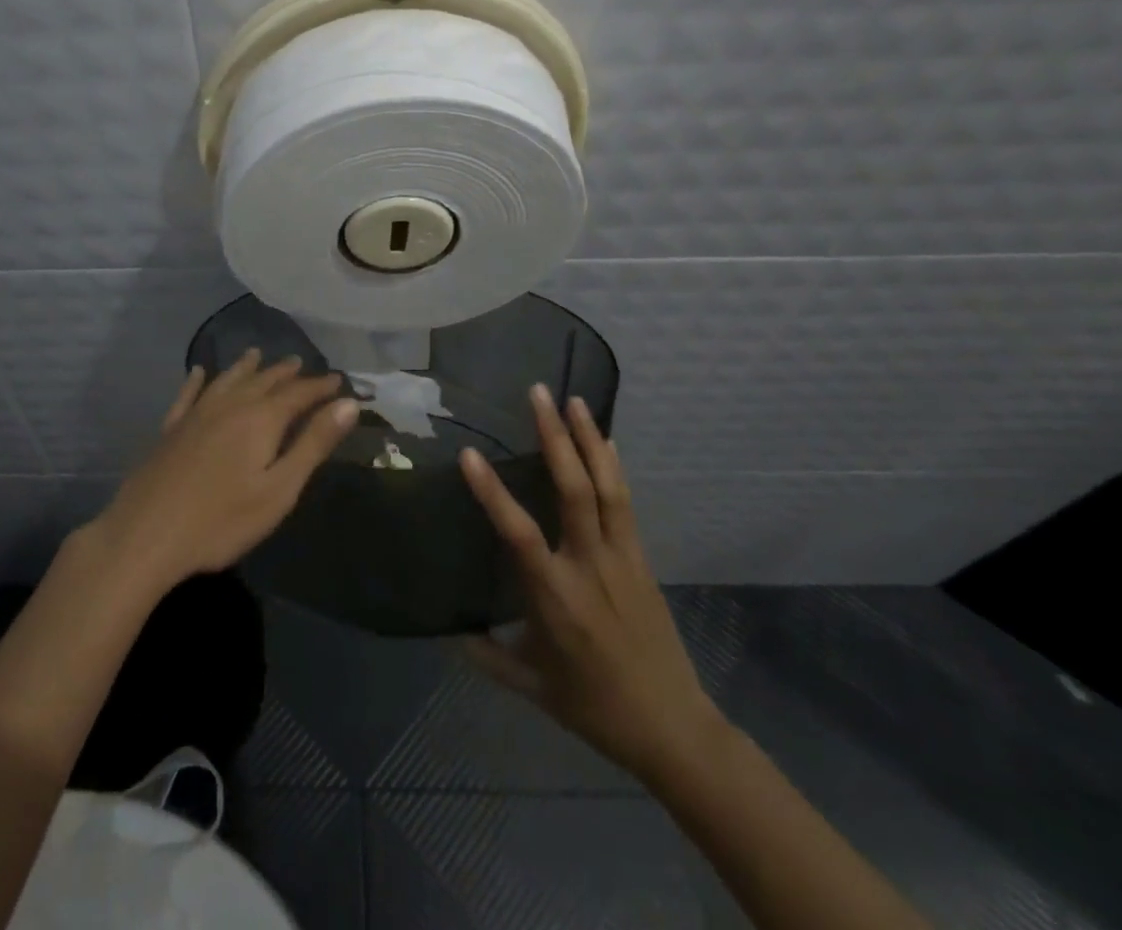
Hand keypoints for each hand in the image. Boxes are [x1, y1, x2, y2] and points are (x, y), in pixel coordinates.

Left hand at [90, 350, 359, 595]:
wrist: (146, 534)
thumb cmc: (222, 520)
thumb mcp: (279, 489)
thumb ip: (313, 444)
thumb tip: (347, 404)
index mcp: (260, 419)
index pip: (298, 394)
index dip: (320, 386)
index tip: (339, 380)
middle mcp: (229, 405)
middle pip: (263, 381)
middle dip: (286, 373)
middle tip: (301, 363)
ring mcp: (196, 414)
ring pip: (227, 380)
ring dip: (246, 367)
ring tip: (258, 355)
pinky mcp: (170, 428)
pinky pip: (188, 394)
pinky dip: (197, 380)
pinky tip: (197, 372)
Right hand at [460, 385, 725, 783]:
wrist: (674, 728)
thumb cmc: (594, 706)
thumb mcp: (532, 685)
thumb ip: (487, 654)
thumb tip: (446, 628)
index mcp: (555, 597)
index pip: (519, 534)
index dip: (493, 493)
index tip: (469, 455)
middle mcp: (589, 567)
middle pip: (574, 491)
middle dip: (556, 438)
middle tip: (538, 393)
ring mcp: (622, 559)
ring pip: (607, 488)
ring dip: (589, 439)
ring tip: (573, 400)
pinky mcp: (642, 560)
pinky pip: (626, 504)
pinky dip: (614, 467)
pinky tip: (607, 440)